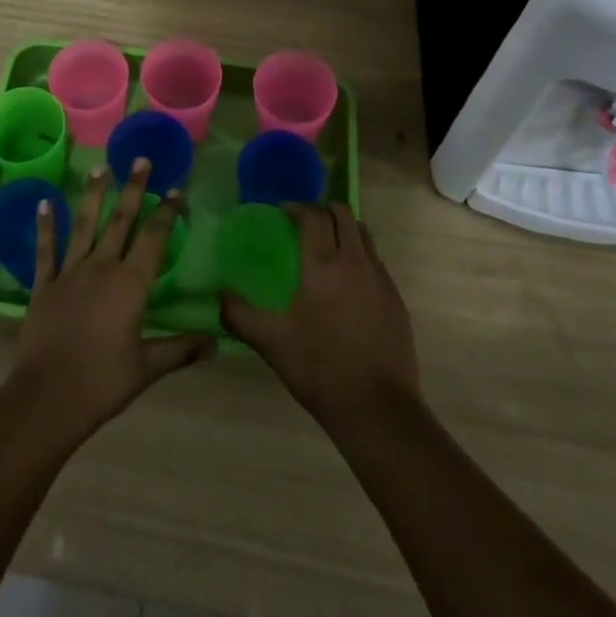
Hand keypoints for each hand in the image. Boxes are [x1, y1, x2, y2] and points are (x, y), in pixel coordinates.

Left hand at [8, 159, 212, 447]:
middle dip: (134, 189)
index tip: (176, 188)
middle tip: (141, 160)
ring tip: (101, 168)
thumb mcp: (148, 366)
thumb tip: (216, 342)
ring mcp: (70, 272)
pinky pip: (46, 249)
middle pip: (121, 220)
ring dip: (94, 195)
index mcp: (131, 284)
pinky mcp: (44, 284)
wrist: (49, 396)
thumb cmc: (104, 381)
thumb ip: (181, 349)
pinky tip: (44, 203)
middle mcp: (102, 268)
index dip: (166, 212)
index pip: (154, 238)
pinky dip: (46, 225)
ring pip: (85, 225)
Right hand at [221, 202, 420, 430]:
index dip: (297, 207)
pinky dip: (361, 256)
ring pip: (365, 235)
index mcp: (323, 265)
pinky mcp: (396, 300)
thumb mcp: (271, 342)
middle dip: (324, 210)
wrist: (378, 409)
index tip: (283, 212)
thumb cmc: (320, 368)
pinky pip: (377, 262)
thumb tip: (219, 296)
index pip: (314, 216)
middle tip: (305, 223)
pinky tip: (349, 283)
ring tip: (328, 245)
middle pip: (344, 215)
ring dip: (345, 229)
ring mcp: (381, 280)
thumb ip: (239, 315)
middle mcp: (355, 262)